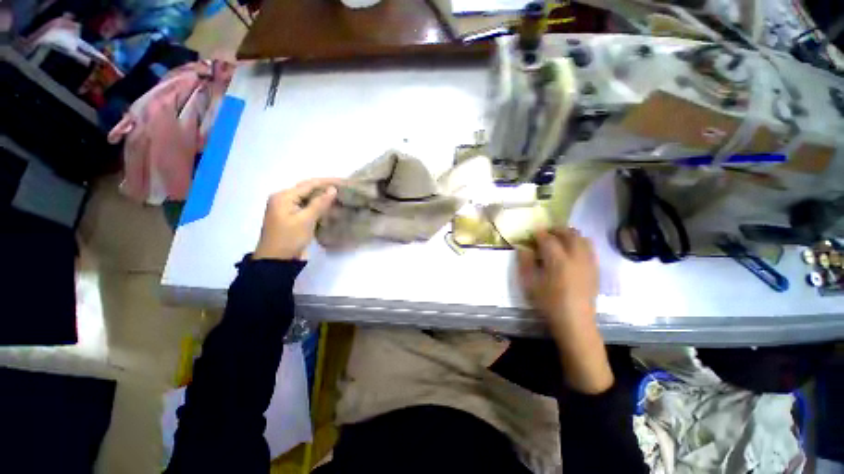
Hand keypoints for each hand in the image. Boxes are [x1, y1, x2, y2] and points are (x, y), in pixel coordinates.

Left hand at [254, 178, 338, 260]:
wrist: (276, 261)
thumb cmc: (289, 238)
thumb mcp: (306, 220)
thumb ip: (319, 203)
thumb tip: (333, 189)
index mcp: (283, 196)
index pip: (308, 184)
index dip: (326, 182)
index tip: (343, 182)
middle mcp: (284, 199)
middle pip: (308, 190)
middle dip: (325, 189)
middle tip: (344, 189)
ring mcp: (288, 209)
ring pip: (308, 199)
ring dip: (323, 199)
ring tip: (340, 197)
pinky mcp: (292, 218)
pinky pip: (307, 208)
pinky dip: (319, 208)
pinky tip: (330, 208)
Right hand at [517, 228, 598, 331]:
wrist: (575, 321)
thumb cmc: (548, 302)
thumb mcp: (529, 284)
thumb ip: (525, 263)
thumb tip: (523, 248)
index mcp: (558, 260)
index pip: (548, 238)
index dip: (539, 233)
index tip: (532, 233)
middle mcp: (576, 257)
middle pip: (569, 233)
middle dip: (556, 230)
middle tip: (545, 234)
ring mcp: (588, 262)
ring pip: (582, 238)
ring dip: (569, 235)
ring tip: (559, 240)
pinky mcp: (595, 269)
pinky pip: (590, 248)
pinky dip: (580, 243)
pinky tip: (571, 252)